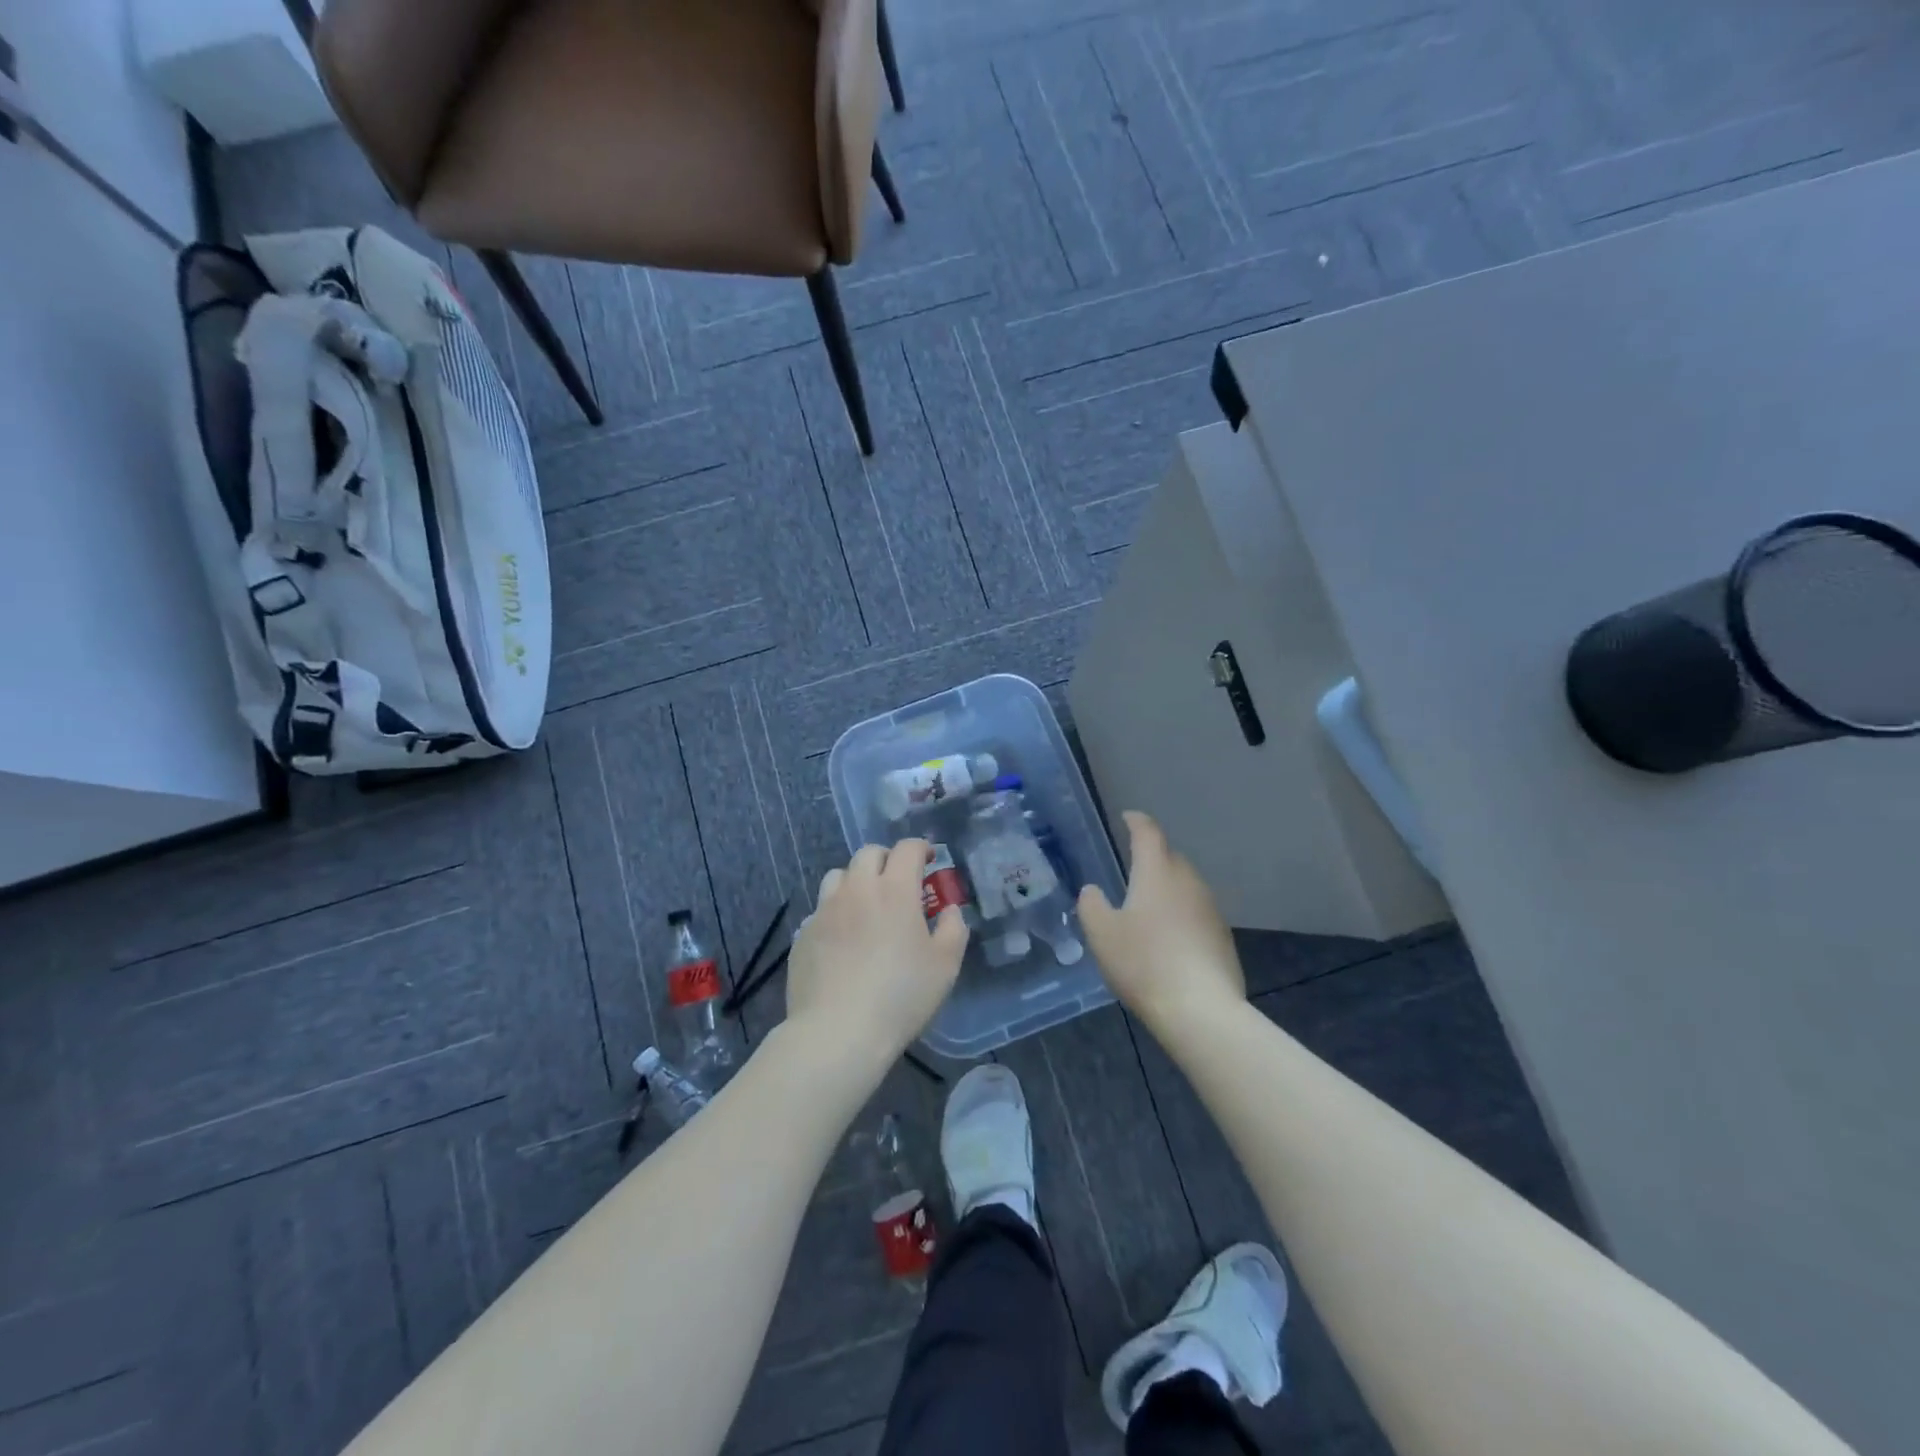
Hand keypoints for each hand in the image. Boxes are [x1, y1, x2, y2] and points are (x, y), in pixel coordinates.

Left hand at [785, 840, 968, 1067]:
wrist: (838, 1031)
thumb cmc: (901, 996)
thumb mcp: (945, 965)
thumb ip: (953, 928)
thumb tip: (948, 910)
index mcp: (895, 890)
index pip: (907, 849)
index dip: (921, 848)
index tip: (930, 859)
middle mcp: (857, 889)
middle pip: (869, 854)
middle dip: (887, 859)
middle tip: (898, 880)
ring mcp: (824, 910)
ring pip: (838, 876)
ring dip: (856, 880)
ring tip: (866, 904)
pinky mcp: (803, 934)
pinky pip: (821, 910)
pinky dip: (836, 913)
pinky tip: (843, 940)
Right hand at [1079, 812, 1245, 1031]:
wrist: (1201, 1010)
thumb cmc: (1144, 963)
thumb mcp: (1101, 934)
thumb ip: (1091, 905)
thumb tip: (1093, 891)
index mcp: (1157, 873)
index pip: (1148, 833)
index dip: (1137, 822)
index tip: (1128, 817)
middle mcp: (1188, 882)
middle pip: (1170, 857)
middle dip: (1153, 857)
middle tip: (1132, 868)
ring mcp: (1210, 909)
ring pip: (1186, 886)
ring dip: (1168, 888)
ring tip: (1149, 906)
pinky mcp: (1223, 936)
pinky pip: (1196, 913)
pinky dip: (1181, 915)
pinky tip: (1170, 939)